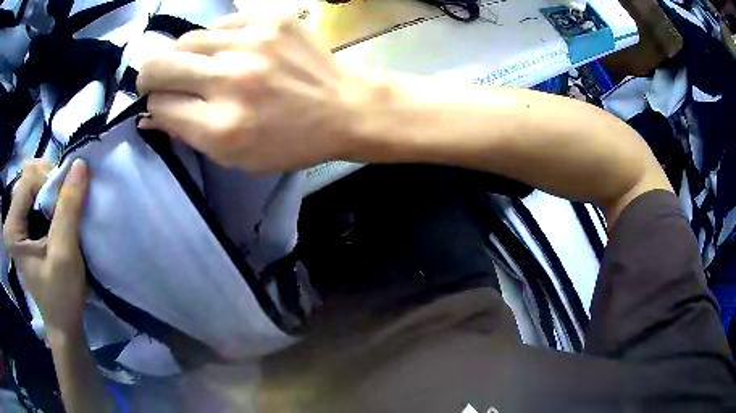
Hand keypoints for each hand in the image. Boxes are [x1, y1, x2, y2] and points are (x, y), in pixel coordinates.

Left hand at [3, 159, 89, 335]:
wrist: (64, 326)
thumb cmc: (62, 297)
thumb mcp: (65, 254)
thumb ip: (68, 208)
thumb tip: (81, 164)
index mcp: (12, 228)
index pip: (28, 179)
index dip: (50, 182)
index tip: (68, 201)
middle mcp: (10, 221)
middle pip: (28, 178)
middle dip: (50, 183)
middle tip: (67, 202)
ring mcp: (16, 224)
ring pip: (32, 184)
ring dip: (50, 190)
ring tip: (63, 209)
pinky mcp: (23, 229)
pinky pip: (34, 198)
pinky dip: (49, 199)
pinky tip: (57, 214)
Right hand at [137, 12, 372, 172]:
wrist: (345, 107)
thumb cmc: (290, 141)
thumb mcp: (235, 157)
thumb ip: (188, 134)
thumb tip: (150, 115)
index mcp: (221, 126)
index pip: (160, 106)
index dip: (155, 105)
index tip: (161, 103)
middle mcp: (231, 80)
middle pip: (160, 65)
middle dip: (150, 75)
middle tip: (158, 79)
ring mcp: (253, 42)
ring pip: (186, 40)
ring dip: (184, 55)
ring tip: (201, 65)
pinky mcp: (271, 19)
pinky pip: (220, 23)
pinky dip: (216, 39)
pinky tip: (231, 49)